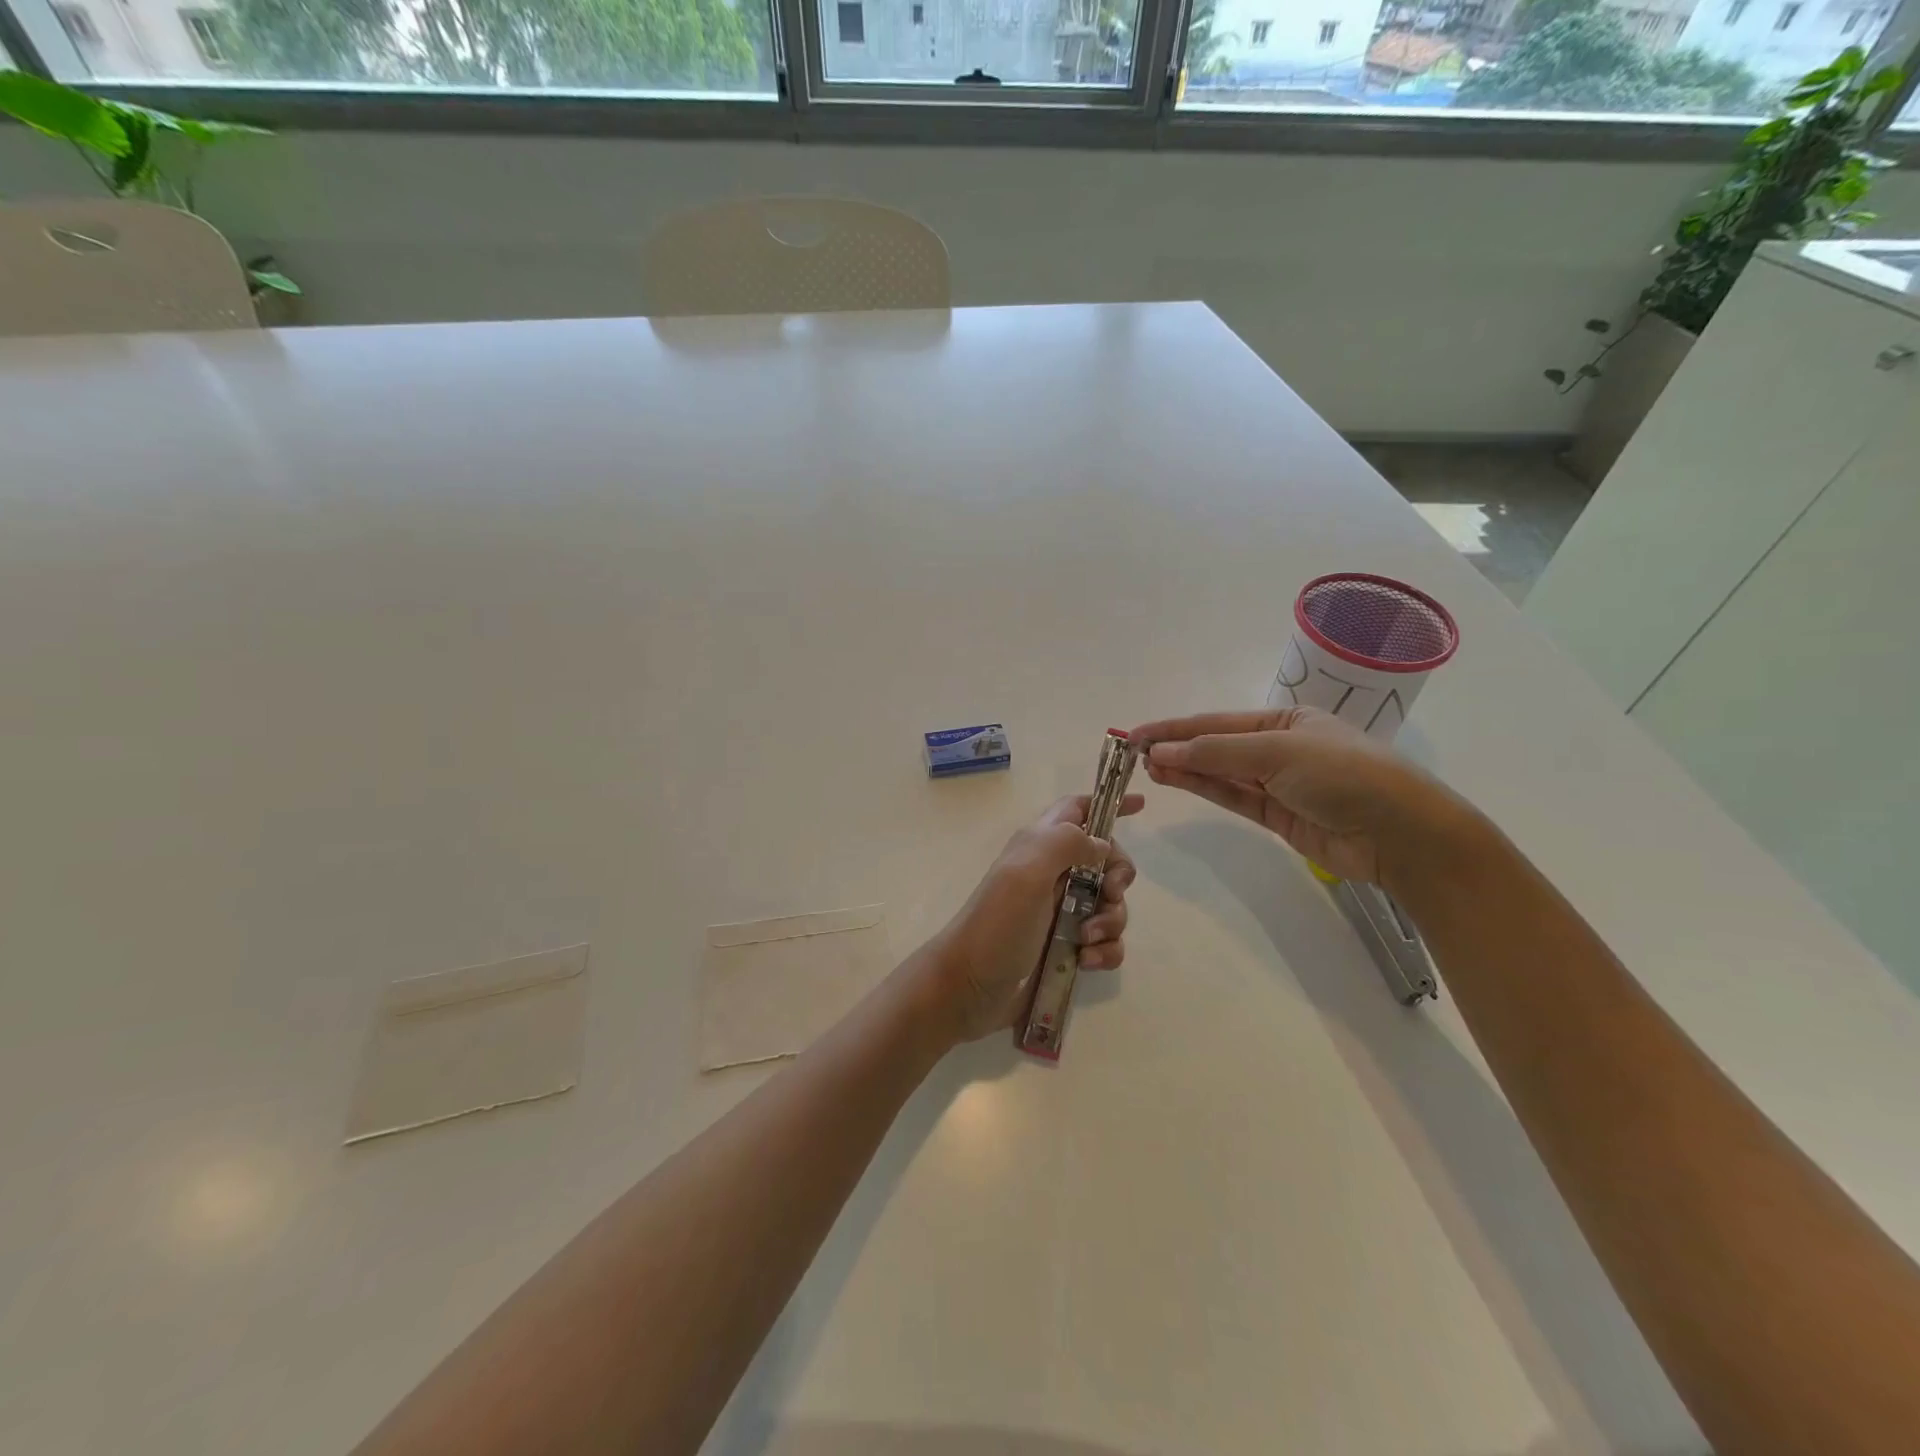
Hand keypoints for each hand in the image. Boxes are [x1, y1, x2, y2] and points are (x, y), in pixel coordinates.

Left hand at [922, 793, 1143, 1043]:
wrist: (970, 988)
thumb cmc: (997, 923)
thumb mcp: (1027, 870)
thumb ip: (1067, 843)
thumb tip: (1102, 845)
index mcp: (1039, 845)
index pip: (1077, 809)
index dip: (1108, 804)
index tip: (1141, 806)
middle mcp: (1052, 874)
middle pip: (1106, 860)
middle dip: (1118, 876)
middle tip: (1109, 892)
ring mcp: (1060, 912)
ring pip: (1110, 905)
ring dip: (1110, 921)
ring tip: (1086, 939)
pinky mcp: (1067, 948)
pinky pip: (1106, 942)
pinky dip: (1105, 950)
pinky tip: (1087, 962)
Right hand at [1130, 706, 1471, 887]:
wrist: (1399, 834)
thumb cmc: (1343, 774)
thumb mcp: (1277, 751)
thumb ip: (1216, 753)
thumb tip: (1160, 753)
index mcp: (1285, 720)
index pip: (1217, 721)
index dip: (1174, 727)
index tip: (1135, 734)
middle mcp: (1279, 747)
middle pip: (1215, 745)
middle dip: (1175, 746)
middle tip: (1132, 753)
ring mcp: (1278, 783)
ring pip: (1219, 773)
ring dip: (1184, 768)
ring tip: (1145, 766)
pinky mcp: (1277, 815)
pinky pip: (1232, 796)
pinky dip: (1203, 788)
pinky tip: (1175, 779)